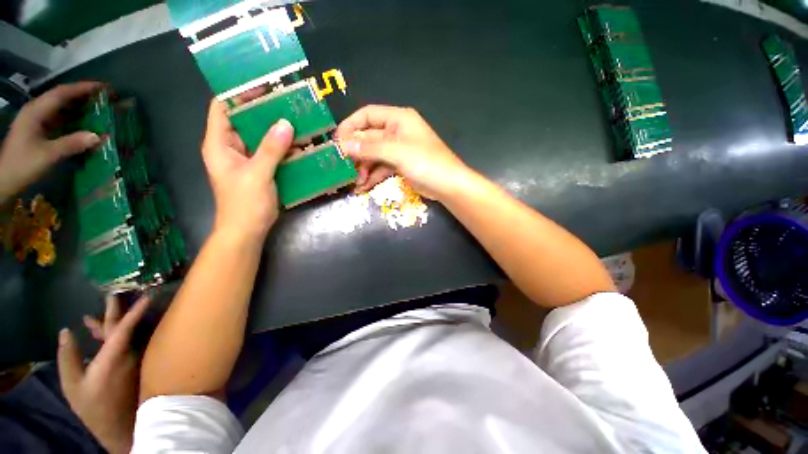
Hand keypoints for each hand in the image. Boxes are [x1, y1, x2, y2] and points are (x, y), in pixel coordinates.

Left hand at [0, 82, 102, 203]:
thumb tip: (98, 136)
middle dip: (84, 96)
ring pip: (62, 109)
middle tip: (107, 99)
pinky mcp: (40, 132)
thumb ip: (71, 144)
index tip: (105, 88)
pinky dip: (75, 120)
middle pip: (63, 98)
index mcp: (36, 111)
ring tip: (102, 110)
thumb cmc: (22, 165)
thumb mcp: (47, 155)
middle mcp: (37, 112)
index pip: (62, 93)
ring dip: (81, 108)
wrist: (4, 182)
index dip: (83, 88)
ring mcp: (37, 122)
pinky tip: (87, 124)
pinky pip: (61, 121)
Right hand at [57, 295, 150, 453]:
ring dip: (109, 327)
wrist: (119, 426)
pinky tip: (99, 335)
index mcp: (114, 356)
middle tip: (111, 295)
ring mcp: (135, 360)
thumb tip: (65, 332)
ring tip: (90, 319)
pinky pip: (127, 346)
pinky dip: (113, 338)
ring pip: (124, 336)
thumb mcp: (72, 384)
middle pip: (124, 328)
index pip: (125, 328)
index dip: (135, 311)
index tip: (147, 295)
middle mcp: (129, 354)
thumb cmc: (94, 407)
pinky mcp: (136, 366)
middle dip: (116, 312)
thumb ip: (68, 357)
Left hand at [202, 99, 292, 240]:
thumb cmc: (245, 203)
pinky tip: (299, 144)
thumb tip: (285, 123)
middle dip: (264, 111)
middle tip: (287, 103)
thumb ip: (271, 149)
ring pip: (260, 137)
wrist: (248, 230)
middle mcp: (230, 147)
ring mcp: (246, 159)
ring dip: (277, 130)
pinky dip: (283, 147)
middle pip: (244, 120)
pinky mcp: (259, 169)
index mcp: (219, 144)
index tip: (263, 87)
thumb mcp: (258, 174)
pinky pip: (270, 152)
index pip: (223, 108)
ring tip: (298, 120)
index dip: (240, 94)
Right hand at [334, 105, 470, 199]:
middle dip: (356, 153)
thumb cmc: (426, 162)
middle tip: (341, 167)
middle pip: (369, 138)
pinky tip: (363, 187)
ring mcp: (398, 151)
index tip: (337, 141)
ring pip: (373, 156)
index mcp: (398, 119)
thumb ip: (369, 148)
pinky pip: (381, 168)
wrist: (448, 185)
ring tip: (354, 182)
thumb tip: (342, 145)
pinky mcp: (400, 166)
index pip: (368, 115)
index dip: (350, 126)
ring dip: (363, 168)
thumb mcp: (396, 152)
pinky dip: (372, 177)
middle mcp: (397, 132)